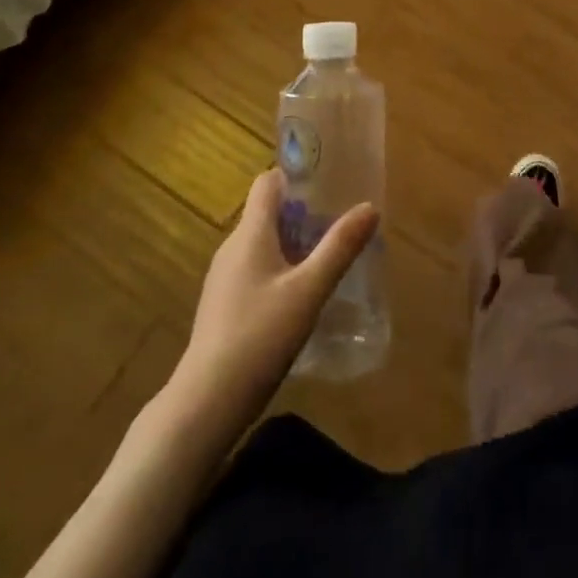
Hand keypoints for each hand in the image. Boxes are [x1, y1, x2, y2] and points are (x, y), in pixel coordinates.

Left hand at [174, 169, 378, 423]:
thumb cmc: (260, 336)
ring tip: (328, 259)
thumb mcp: (310, 290)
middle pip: (268, 213)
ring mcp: (224, 278)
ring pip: (263, 244)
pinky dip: (280, 270)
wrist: (207, 402)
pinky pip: (255, 270)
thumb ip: (340, 247)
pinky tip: (301, 297)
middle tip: (340, 224)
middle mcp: (232, 247)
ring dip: (293, 244)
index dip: (296, 175)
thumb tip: (369, 207)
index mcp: (250, 233)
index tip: (329, 182)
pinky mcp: (223, 305)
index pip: (268, 182)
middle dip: (303, 213)